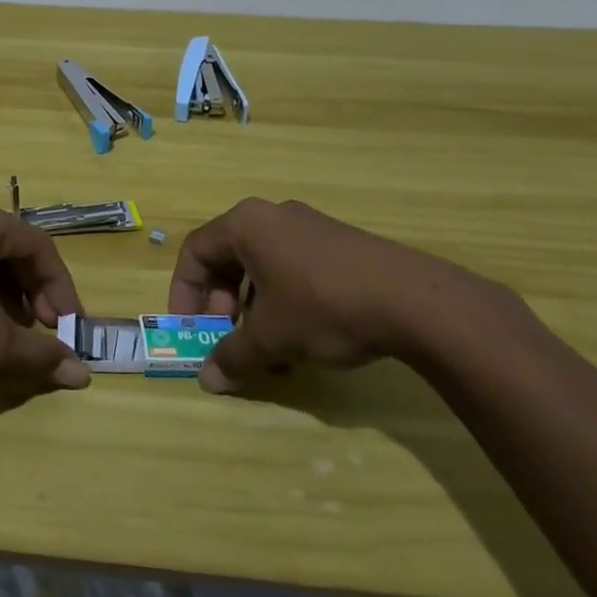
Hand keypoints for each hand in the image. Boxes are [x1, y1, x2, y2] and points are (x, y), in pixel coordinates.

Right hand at [169, 197, 485, 393]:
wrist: (412, 299)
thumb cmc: (324, 307)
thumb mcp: (272, 337)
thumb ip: (234, 356)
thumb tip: (207, 380)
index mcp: (245, 224)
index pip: (195, 251)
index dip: (184, 292)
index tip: (189, 328)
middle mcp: (270, 215)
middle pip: (227, 256)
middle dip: (221, 303)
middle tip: (228, 338)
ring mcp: (307, 225)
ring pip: (261, 264)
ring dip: (252, 306)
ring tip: (267, 347)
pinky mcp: (336, 241)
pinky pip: (291, 265)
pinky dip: (282, 298)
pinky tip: (302, 336)